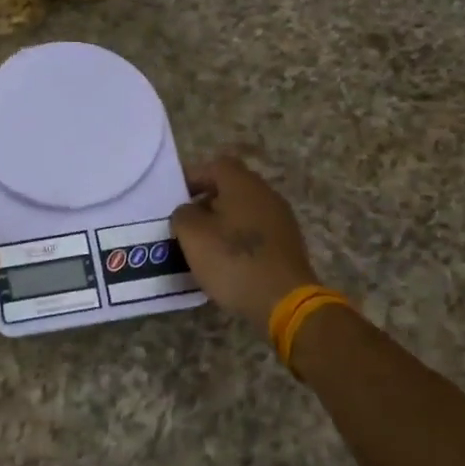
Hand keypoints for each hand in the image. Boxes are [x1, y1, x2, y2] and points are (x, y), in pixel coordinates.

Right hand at [171, 155, 319, 329]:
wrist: (283, 300)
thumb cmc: (233, 260)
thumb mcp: (193, 235)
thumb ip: (183, 215)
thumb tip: (189, 211)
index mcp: (243, 184)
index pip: (216, 165)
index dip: (194, 177)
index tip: (176, 197)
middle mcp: (266, 194)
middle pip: (231, 188)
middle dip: (207, 202)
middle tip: (187, 224)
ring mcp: (281, 220)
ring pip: (244, 211)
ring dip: (223, 223)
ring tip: (203, 246)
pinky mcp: (288, 244)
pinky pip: (256, 232)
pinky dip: (239, 240)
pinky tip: (227, 262)